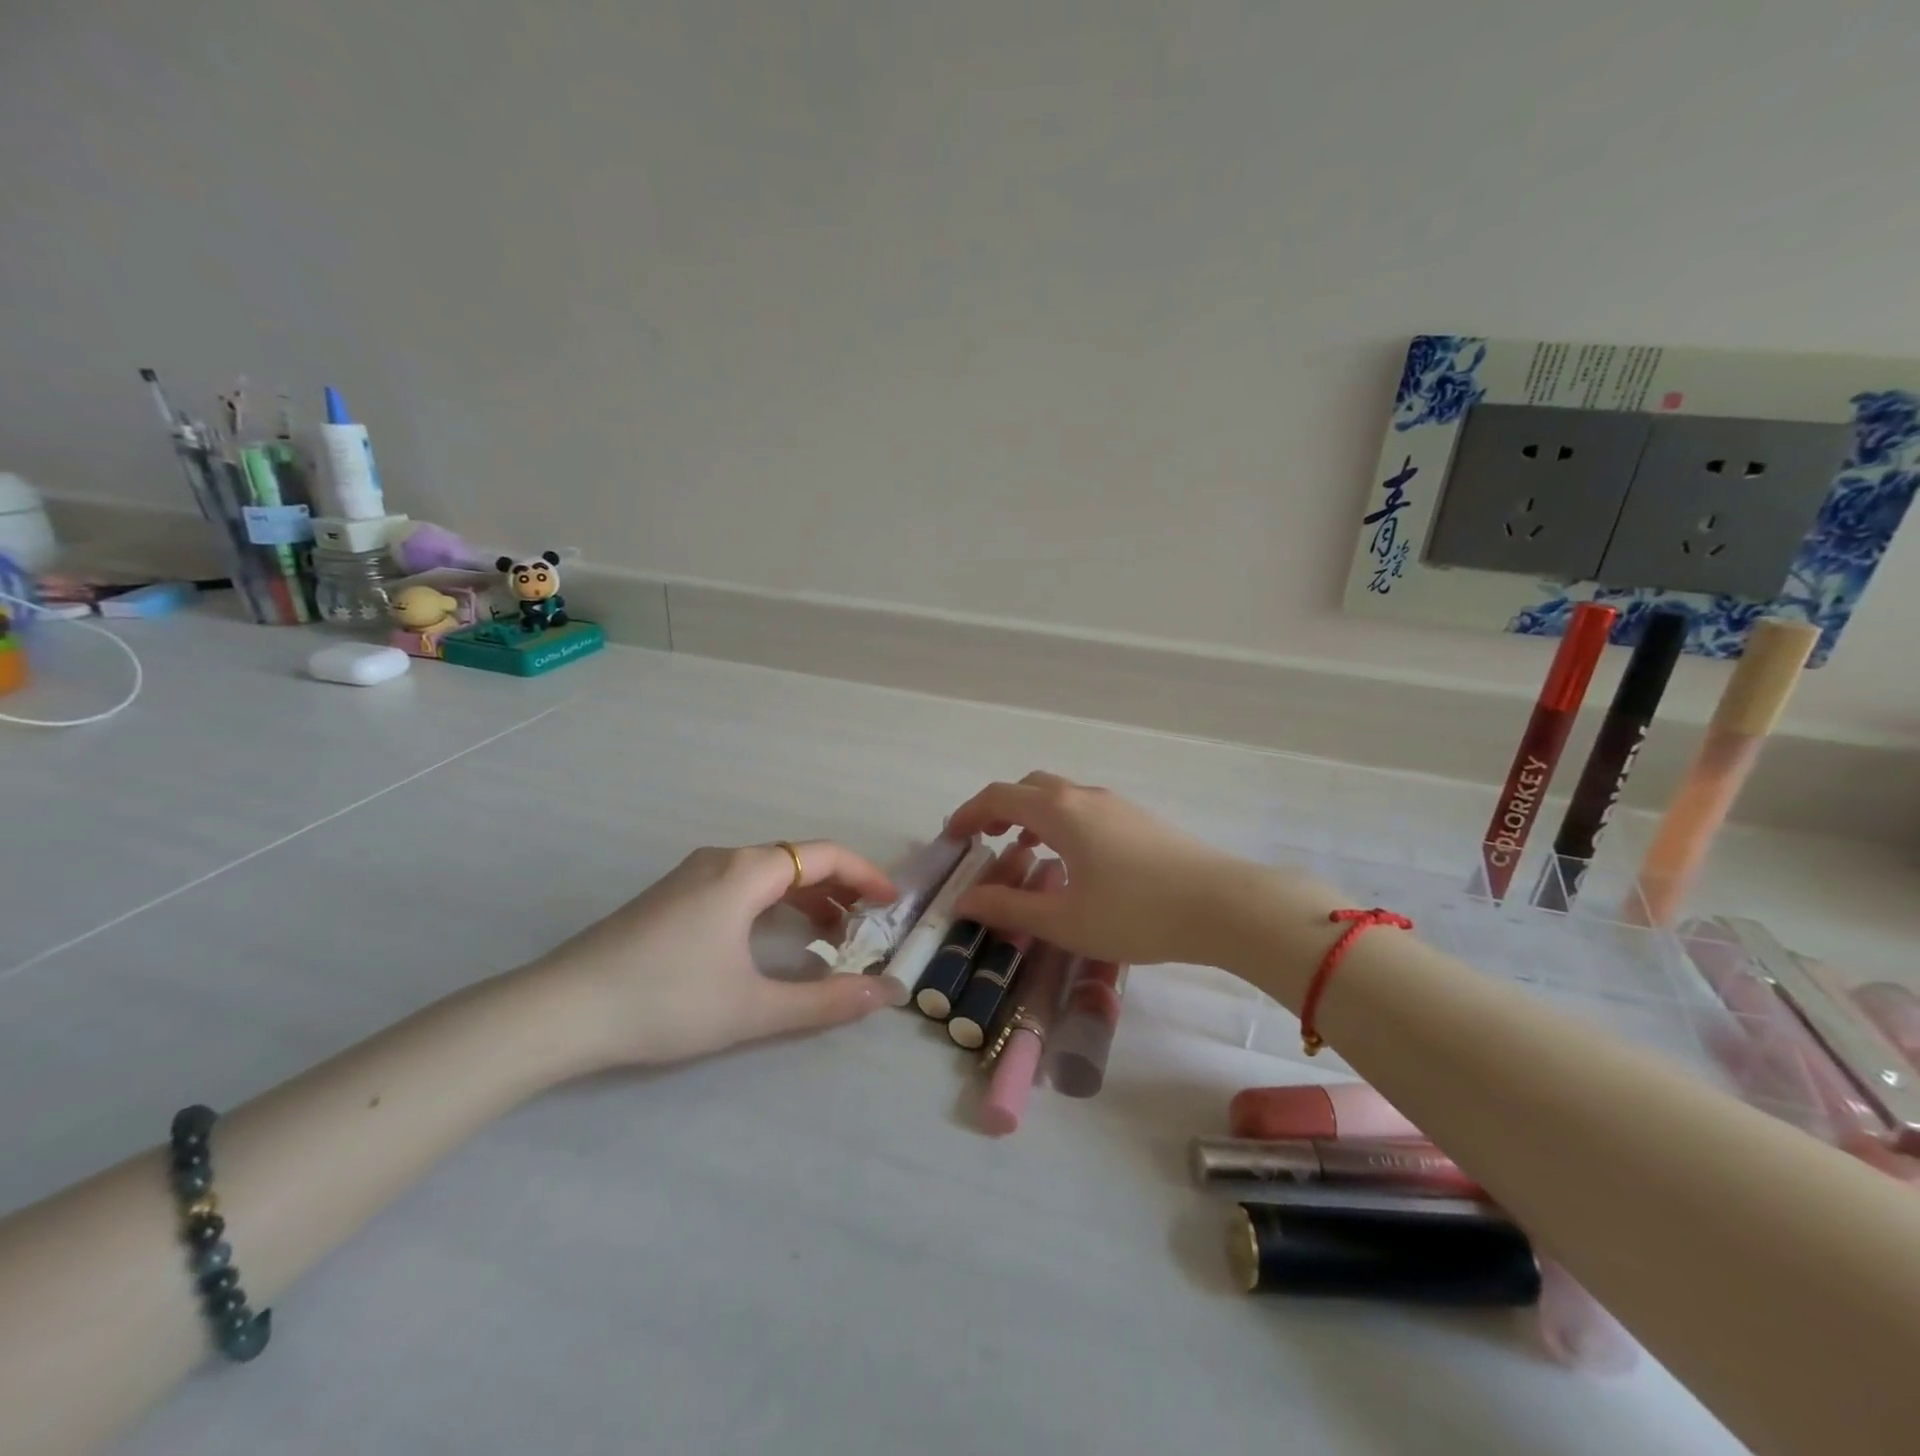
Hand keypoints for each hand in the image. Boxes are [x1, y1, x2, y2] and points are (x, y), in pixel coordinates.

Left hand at [533, 841, 900, 1068]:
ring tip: (830, 937)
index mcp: (746, 872)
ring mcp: (692, 875)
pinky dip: (773, 904)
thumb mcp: (753, 1008)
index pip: (824, 855)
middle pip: (798, 859)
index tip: (892, 903)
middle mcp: (722, 860)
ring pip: (768, 873)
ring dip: (806, 898)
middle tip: (867, 926)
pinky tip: (774, 940)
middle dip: (840, 888)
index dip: (866, 874)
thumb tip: (885, 995)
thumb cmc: (665, 1001)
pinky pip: (741, 885)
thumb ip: (825, 1001)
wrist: (559, 1011)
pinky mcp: (672, 896)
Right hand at [944, 772, 1275, 966]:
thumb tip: (963, 900)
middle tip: (985, 840)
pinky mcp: (1140, 818)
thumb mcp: (1064, 921)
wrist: (1224, 905)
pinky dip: (1061, 821)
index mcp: (1060, 812)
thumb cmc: (1136, 914)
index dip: (969, 812)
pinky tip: (1073, 860)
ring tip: (1025, 850)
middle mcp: (1085, 797)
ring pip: (1060, 795)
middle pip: (1029, 787)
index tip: (951, 837)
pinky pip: (1085, 807)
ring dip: (1032, 814)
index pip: (999, 797)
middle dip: (1000, 808)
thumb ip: (1009, 907)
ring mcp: (1117, 804)